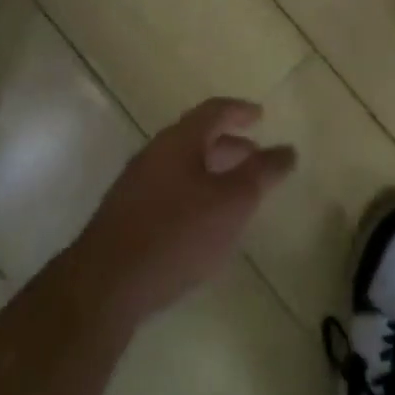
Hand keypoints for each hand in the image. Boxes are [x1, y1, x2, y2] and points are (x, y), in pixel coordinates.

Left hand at [71, 98, 296, 327]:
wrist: (106, 283)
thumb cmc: (177, 233)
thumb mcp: (232, 203)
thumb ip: (261, 174)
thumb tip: (288, 150)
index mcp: (179, 140)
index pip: (213, 111)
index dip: (239, 110)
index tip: (260, 115)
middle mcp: (155, 152)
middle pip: (196, 137)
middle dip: (227, 143)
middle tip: (253, 154)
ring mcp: (136, 183)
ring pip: (181, 165)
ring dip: (210, 170)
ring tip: (233, 191)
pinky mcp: (126, 215)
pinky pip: (168, 188)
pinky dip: (192, 191)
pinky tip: (201, 221)